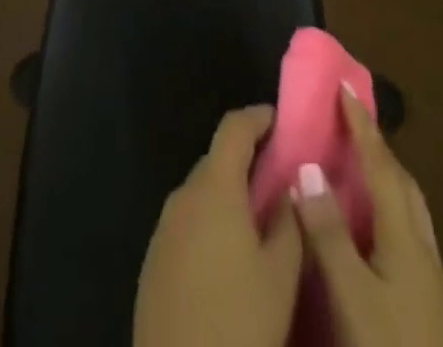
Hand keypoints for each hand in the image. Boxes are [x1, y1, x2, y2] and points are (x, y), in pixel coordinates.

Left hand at [134, 104, 304, 346]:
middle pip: (217, 160)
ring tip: (259, 221)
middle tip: (279, 178)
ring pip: (201, 194)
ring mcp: (163, 228)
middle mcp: (183, 195)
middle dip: (246, 161)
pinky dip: (209, 224)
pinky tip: (228, 258)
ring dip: (227, 196)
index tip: (280, 121)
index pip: (233, 128)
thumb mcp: (281, 275)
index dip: (258, 118)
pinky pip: (187, 224)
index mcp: (214, 187)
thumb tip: (289, 186)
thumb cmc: (238, 324)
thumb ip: (288, 222)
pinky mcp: (153, 262)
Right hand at [293, 88, 442, 346]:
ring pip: (409, 212)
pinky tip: (370, 233)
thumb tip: (309, 166)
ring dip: (385, 180)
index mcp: (406, 238)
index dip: (362, 125)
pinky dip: (387, 213)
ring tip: (357, 169)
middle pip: (403, 184)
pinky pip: (407, 236)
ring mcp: (432, 282)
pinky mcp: (431, 308)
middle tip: (350, 124)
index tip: (345, 86)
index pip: (382, 165)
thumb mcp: (352, 296)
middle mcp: (423, 250)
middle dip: (378, 148)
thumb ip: (330, 233)